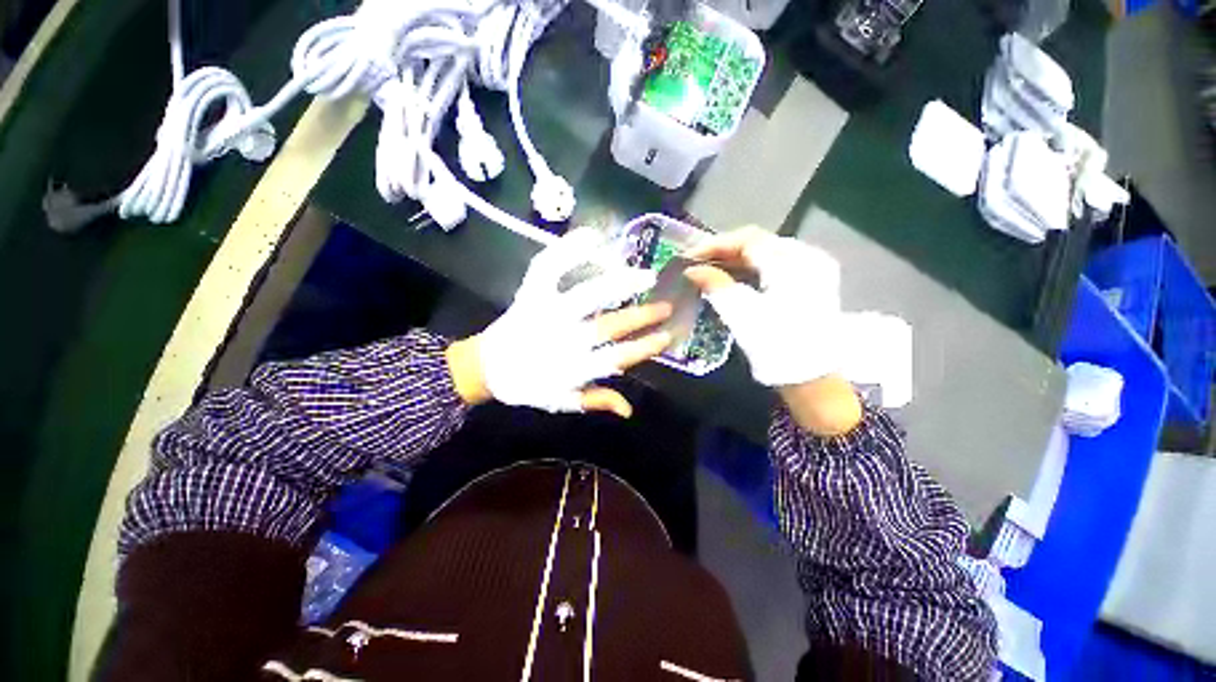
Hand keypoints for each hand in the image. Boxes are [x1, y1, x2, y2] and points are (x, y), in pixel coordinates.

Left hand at [447, 228, 671, 417]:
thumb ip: (595, 400)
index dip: (643, 348)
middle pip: (608, 326)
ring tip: (644, 274)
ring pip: (586, 295)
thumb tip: (628, 409)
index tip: (666, 336)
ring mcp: (546, 311)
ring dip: (619, 284)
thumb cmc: (528, 384)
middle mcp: (563, 338)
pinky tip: (592, 235)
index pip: (616, 358)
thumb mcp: (562, 400)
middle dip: (641, 316)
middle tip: (666, 305)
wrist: (486, 367)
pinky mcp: (530, 293)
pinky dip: (567, 249)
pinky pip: (547, 267)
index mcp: (572, 367)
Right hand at [685, 227, 860, 435]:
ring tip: (711, 268)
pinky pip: (778, 263)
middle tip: (698, 261)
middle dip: (725, 250)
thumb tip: (692, 269)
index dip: (715, 244)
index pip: (747, 239)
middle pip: (758, 242)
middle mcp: (807, 256)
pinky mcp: (814, 281)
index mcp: (790, 262)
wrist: (811, 375)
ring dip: (738, 258)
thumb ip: (715, 284)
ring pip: (768, 251)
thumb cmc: (773, 344)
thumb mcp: (739, 312)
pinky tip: (736, 276)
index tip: (690, 255)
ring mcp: (814, 268)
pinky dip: (754, 267)